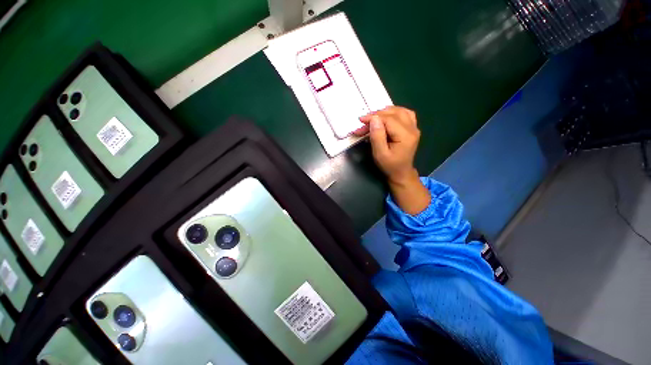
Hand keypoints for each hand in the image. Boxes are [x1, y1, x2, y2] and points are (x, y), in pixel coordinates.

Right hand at [356, 106, 430, 214]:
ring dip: (385, 112)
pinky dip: (394, 112)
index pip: (389, 119)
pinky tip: (386, 116)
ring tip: (373, 118)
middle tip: (363, 122)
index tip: (361, 120)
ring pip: (400, 111)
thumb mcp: (380, 154)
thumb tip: (374, 119)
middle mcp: (412, 129)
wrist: (401, 172)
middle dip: (376, 115)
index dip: (374, 117)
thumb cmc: (389, 166)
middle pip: (394, 113)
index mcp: (405, 136)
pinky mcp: (412, 128)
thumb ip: (377, 136)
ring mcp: (414, 127)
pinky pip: (405, 113)